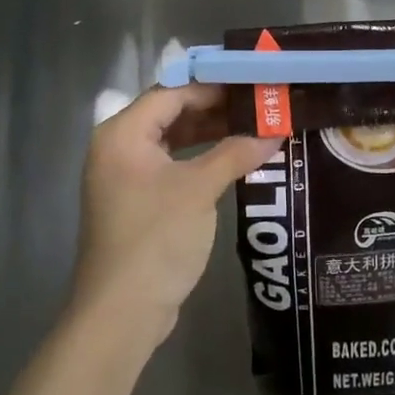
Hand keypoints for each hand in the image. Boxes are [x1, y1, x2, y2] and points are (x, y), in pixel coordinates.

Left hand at [75, 84, 276, 345]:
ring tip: (253, 126)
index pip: (172, 92)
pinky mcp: (136, 200)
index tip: (252, 82)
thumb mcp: (199, 189)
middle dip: (214, 108)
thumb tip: (275, 131)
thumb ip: (236, 153)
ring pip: (172, 139)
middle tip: (258, 103)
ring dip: (209, 133)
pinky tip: (232, 159)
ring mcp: (125, 176)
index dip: (213, 86)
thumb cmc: (156, 238)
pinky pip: (171, 164)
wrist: (121, 313)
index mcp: (123, 133)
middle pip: (170, 112)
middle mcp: (118, 147)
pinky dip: (199, 158)